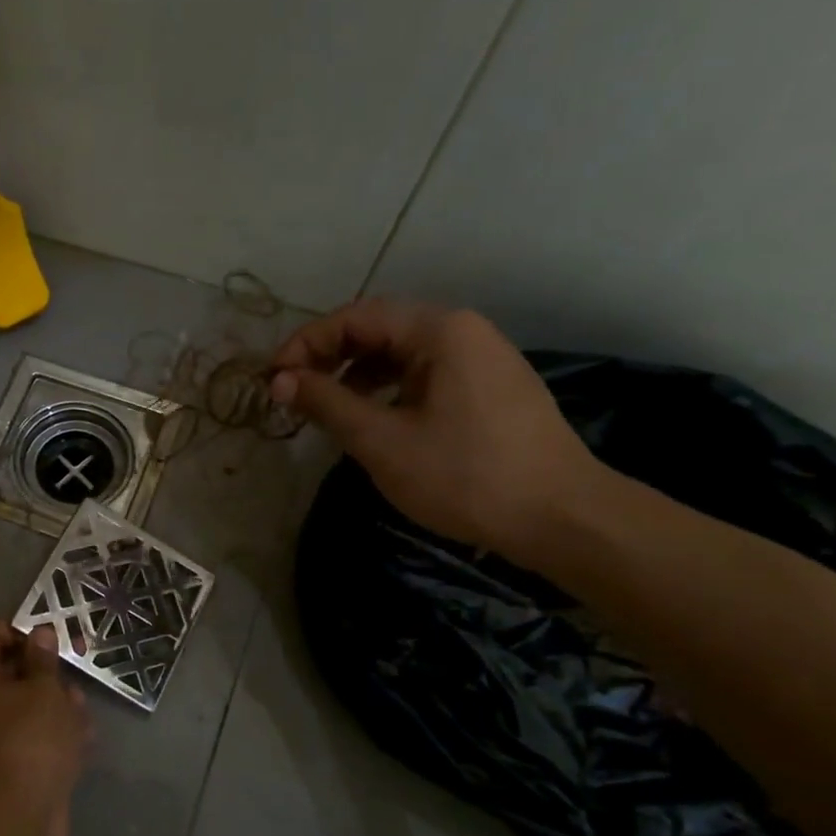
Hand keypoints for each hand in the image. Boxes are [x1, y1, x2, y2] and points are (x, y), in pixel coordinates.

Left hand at [0, 619, 91, 835]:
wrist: (16, 821)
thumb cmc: (29, 741)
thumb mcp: (43, 690)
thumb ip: (43, 659)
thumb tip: (39, 634)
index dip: (19, 628)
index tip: (50, 638)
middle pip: (12, 670)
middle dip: (47, 670)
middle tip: (77, 666)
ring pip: (28, 706)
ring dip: (58, 705)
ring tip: (80, 713)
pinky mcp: (13, 766)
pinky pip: (35, 738)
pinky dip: (57, 736)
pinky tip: (83, 742)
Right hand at [268, 299, 607, 559]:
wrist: (563, 518)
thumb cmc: (466, 476)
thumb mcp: (383, 441)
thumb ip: (327, 402)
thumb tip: (279, 381)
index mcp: (440, 330)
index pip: (355, 317)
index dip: (306, 344)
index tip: (272, 379)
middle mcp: (462, 331)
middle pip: (378, 328)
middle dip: (328, 356)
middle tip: (291, 391)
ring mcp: (481, 358)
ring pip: (400, 352)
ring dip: (355, 373)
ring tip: (324, 408)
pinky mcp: (489, 387)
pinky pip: (424, 373)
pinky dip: (386, 388)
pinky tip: (370, 418)